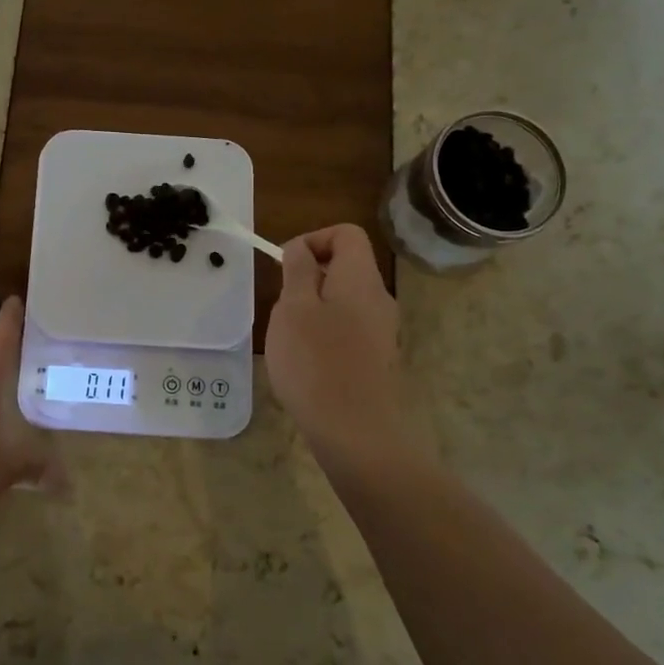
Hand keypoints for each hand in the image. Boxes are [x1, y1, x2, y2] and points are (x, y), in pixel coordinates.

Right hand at [265, 225, 406, 467]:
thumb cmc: (316, 362)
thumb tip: (301, 249)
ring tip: (289, 338)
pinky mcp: (376, 359)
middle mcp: (378, 298)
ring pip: (344, 300)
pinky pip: (348, 329)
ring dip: (313, 309)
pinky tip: (306, 363)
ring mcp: (381, 331)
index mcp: (360, 278)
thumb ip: (297, 270)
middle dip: (308, 278)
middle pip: (345, 267)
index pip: (346, 233)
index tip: (286, 267)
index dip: (313, 239)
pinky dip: (324, 334)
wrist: (355, 431)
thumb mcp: (293, 308)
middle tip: (282, 306)